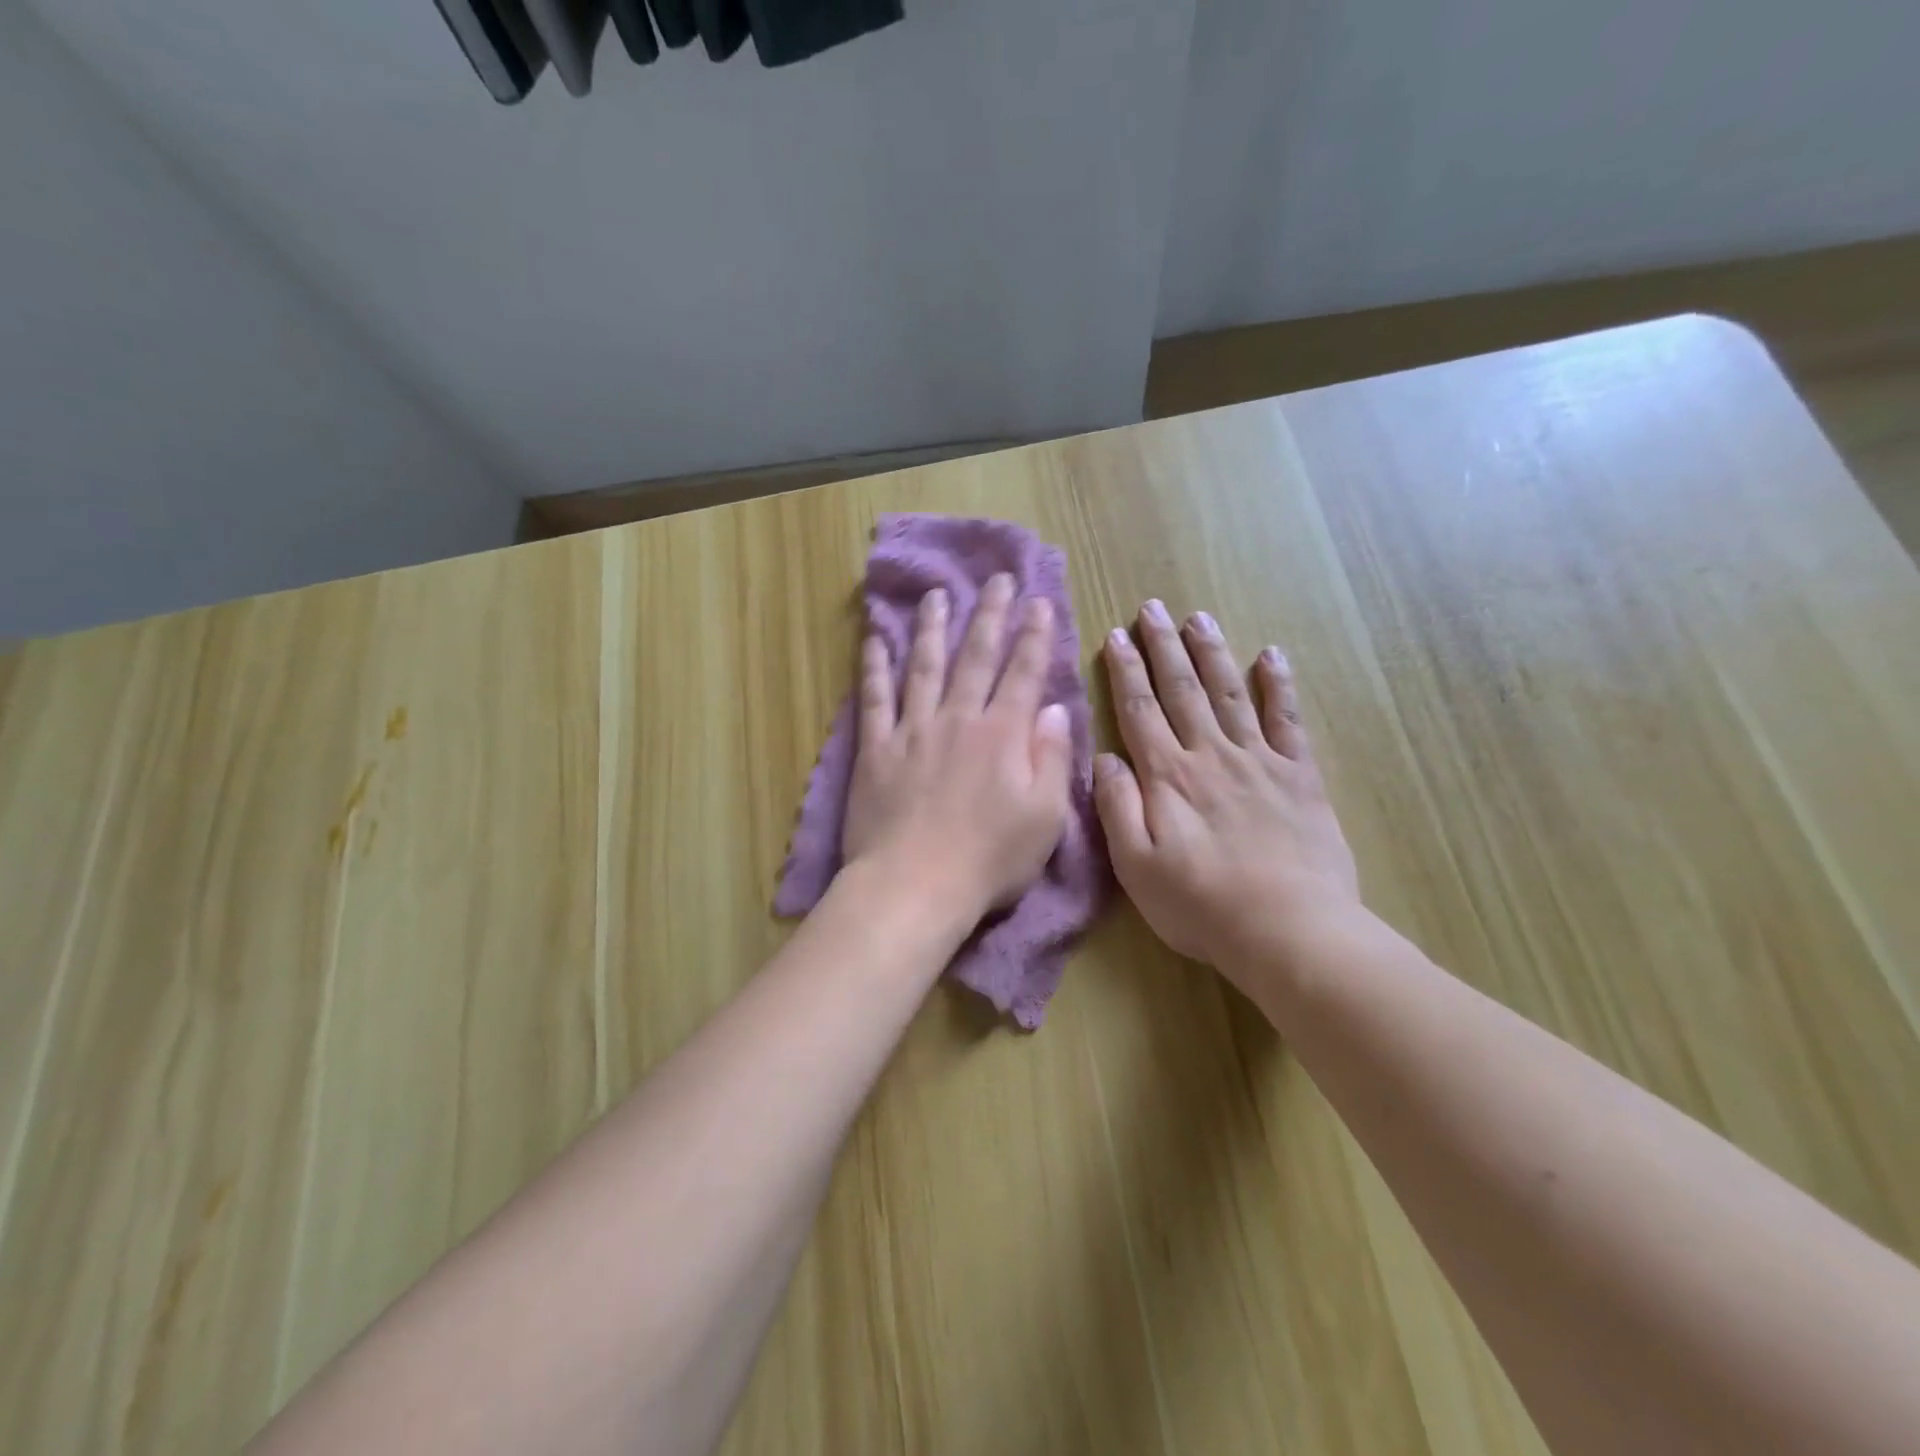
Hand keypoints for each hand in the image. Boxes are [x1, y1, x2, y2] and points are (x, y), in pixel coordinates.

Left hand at [842, 573, 1072, 926]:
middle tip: (996, 579)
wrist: (915, 886)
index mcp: (1003, 735)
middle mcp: (958, 720)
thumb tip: (1053, 709)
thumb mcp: (1045, 817)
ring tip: (937, 595)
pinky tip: (875, 639)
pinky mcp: (875, 749)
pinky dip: (874, 667)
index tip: (1038, 602)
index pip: (1023, 673)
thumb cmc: (990, 860)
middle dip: (989, 615)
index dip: (1033, 636)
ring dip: (932, 627)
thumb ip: (1052, 757)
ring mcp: (912, 731)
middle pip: (975, 657)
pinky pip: (874, 698)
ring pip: (923, 666)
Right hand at [1092, 601, 1360, 978]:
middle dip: (1164, 647)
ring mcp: (1259, 761)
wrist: (1289, 930)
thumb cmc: (1201, 905)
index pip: (1139, 710)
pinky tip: (1272, 655)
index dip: (1125, 671)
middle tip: (1153, 608)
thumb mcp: (1136, 866)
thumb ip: (1116, 807)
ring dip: (1212, 653)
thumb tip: (1103, 757)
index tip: (1115, 635)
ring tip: (1199, 618)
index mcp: (1168, 776)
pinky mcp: (1299, 776)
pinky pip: (1288, 720)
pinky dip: (1280, 685)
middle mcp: (1210, 755)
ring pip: (1229, 693)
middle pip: (1182, 690)